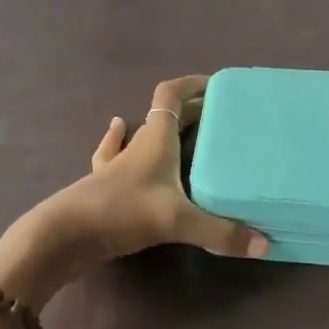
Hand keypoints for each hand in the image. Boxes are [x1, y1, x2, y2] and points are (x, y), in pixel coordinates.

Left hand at [0, 76, 268, 306]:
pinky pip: (114, 154)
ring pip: (140, 134)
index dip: (191, 84)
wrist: (64, 234)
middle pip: (163, 114)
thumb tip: (264, 244)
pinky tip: (119, 132)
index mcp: (156, 138)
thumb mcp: (176, 220)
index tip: (215, 85)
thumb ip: (220, 232)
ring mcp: (116, 163)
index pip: (171, 95)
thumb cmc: (122, 210)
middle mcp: (137, 143)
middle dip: (189, 110)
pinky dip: (120, 141)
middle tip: (217, 117)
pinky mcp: (103, 184)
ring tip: (180, 128)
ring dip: (159, 127)